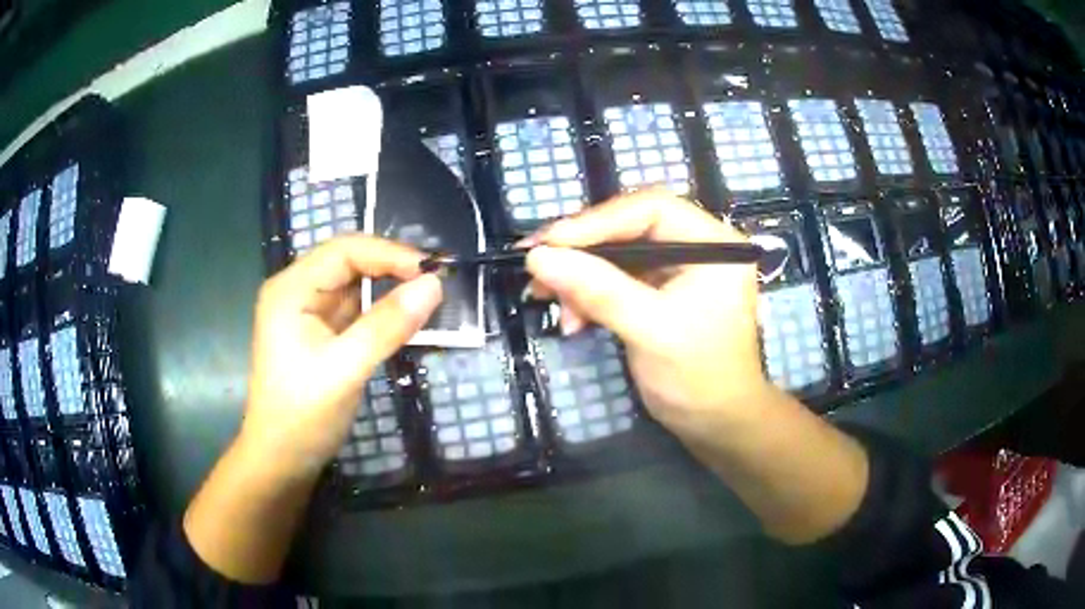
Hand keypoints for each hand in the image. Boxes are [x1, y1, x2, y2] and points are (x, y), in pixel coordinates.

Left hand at [241, 236, 442, 478]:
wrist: (281, 459)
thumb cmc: (303, 415)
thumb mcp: (345, 369)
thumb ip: (387, 325)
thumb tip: (434, 285)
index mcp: (291, 289)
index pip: (345, 251)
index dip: (390, 254)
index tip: (433, 272)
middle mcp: (298, 291)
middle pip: (350, 261)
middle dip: (393, 267)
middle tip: (436, 282)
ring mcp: (309, 312)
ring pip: (356, 285)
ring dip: (391, 289)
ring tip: (430, 296)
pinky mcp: (322, 333)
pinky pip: (357, 310)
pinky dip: (383, 311)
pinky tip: (407, 318)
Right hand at [524, 190, 773, 442]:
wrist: (716, 424)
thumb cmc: (698, 377)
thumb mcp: (651, 330)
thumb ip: (598, 291)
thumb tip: (539, 258)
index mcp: (713, 243)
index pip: (650, 209)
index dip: (596, 221)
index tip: (549, 243)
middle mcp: (697, 245)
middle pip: (629, 227)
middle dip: (581, 250)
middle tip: (536, 266)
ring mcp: (678, 268)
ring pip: (617, 253)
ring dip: (579, 276)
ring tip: (547, 299)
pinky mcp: (660, 290)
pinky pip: (616, 278)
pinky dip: (589, 295)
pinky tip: (572, 319)